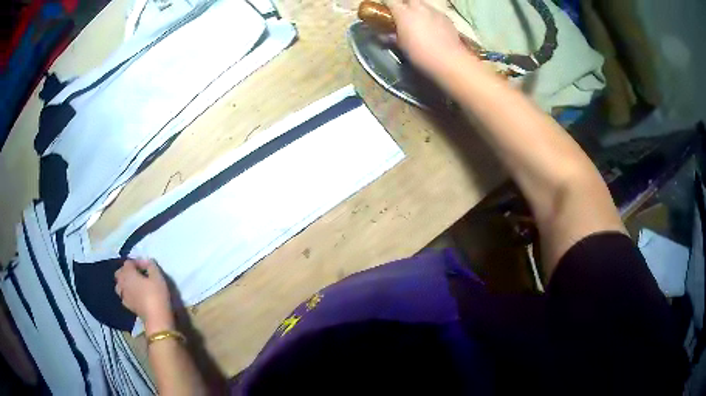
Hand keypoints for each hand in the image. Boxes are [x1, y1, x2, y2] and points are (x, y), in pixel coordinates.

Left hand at [115, 259, 173, 333]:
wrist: (157, 318)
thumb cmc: (156, 295)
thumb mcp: (158, 277)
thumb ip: (151, 266)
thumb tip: (148, 261)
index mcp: (128, 273)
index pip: (128, 262)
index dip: (137, 262)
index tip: (148, 266)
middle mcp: (123, 283)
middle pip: (120, 272)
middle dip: (127, 271)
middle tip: (138, 274)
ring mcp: (124, 295)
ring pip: (119, 285)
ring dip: (125, 282)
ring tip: (135, 284)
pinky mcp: (128, 306)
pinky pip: (124, 295)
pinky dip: (127, 293)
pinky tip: (135, 295)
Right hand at [387, 0, 471, 75]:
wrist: (448, 59)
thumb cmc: (420, 54)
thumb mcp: (401, 46)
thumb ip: (391, 37)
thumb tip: (385, 35)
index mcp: (403, 13)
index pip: (391, 0)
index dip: (387, 3)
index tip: (386, 8)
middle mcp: (419, 7)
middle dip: (405, 3)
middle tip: (403, 12)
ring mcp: (434, 11)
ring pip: (423, 4)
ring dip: (419, 9)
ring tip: (419, 19)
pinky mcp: (446, 18)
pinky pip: (435, 13)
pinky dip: (431, 17)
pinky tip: (433, 27)